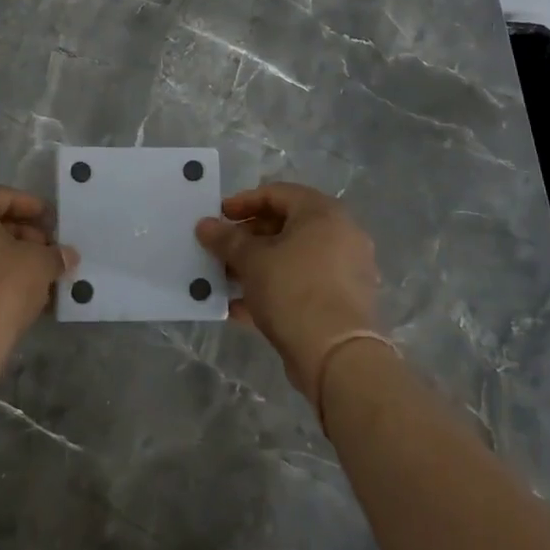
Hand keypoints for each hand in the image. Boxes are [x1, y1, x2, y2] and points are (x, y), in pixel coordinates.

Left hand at [0, 186, 77, 368]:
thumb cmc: (0, 289)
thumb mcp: (38, 265)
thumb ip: (54, 254)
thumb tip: (66, 255)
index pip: (1, 196)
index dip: (31, 206)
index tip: (52, 221)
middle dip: (18, 233)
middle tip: (44, 249)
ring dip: (1, 255)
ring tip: (31, 274)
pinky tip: (9, 293)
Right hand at [196, 182, 380, 393]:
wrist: (337, 356)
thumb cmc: (293, 290)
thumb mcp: (251, 261)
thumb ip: (226, 239)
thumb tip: (204, 225)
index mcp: (323, 213)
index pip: (277, 193)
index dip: (243, 202)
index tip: (217, 217)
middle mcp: (341, 235)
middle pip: (286, 226)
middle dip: (248, 238)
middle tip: (221, 250)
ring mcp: (346, 270)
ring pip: (293, 258)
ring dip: (258, 266)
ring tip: (226, 280)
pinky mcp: (342, 302)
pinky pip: (302, 285)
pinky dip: (274, 290)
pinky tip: (240, 308)